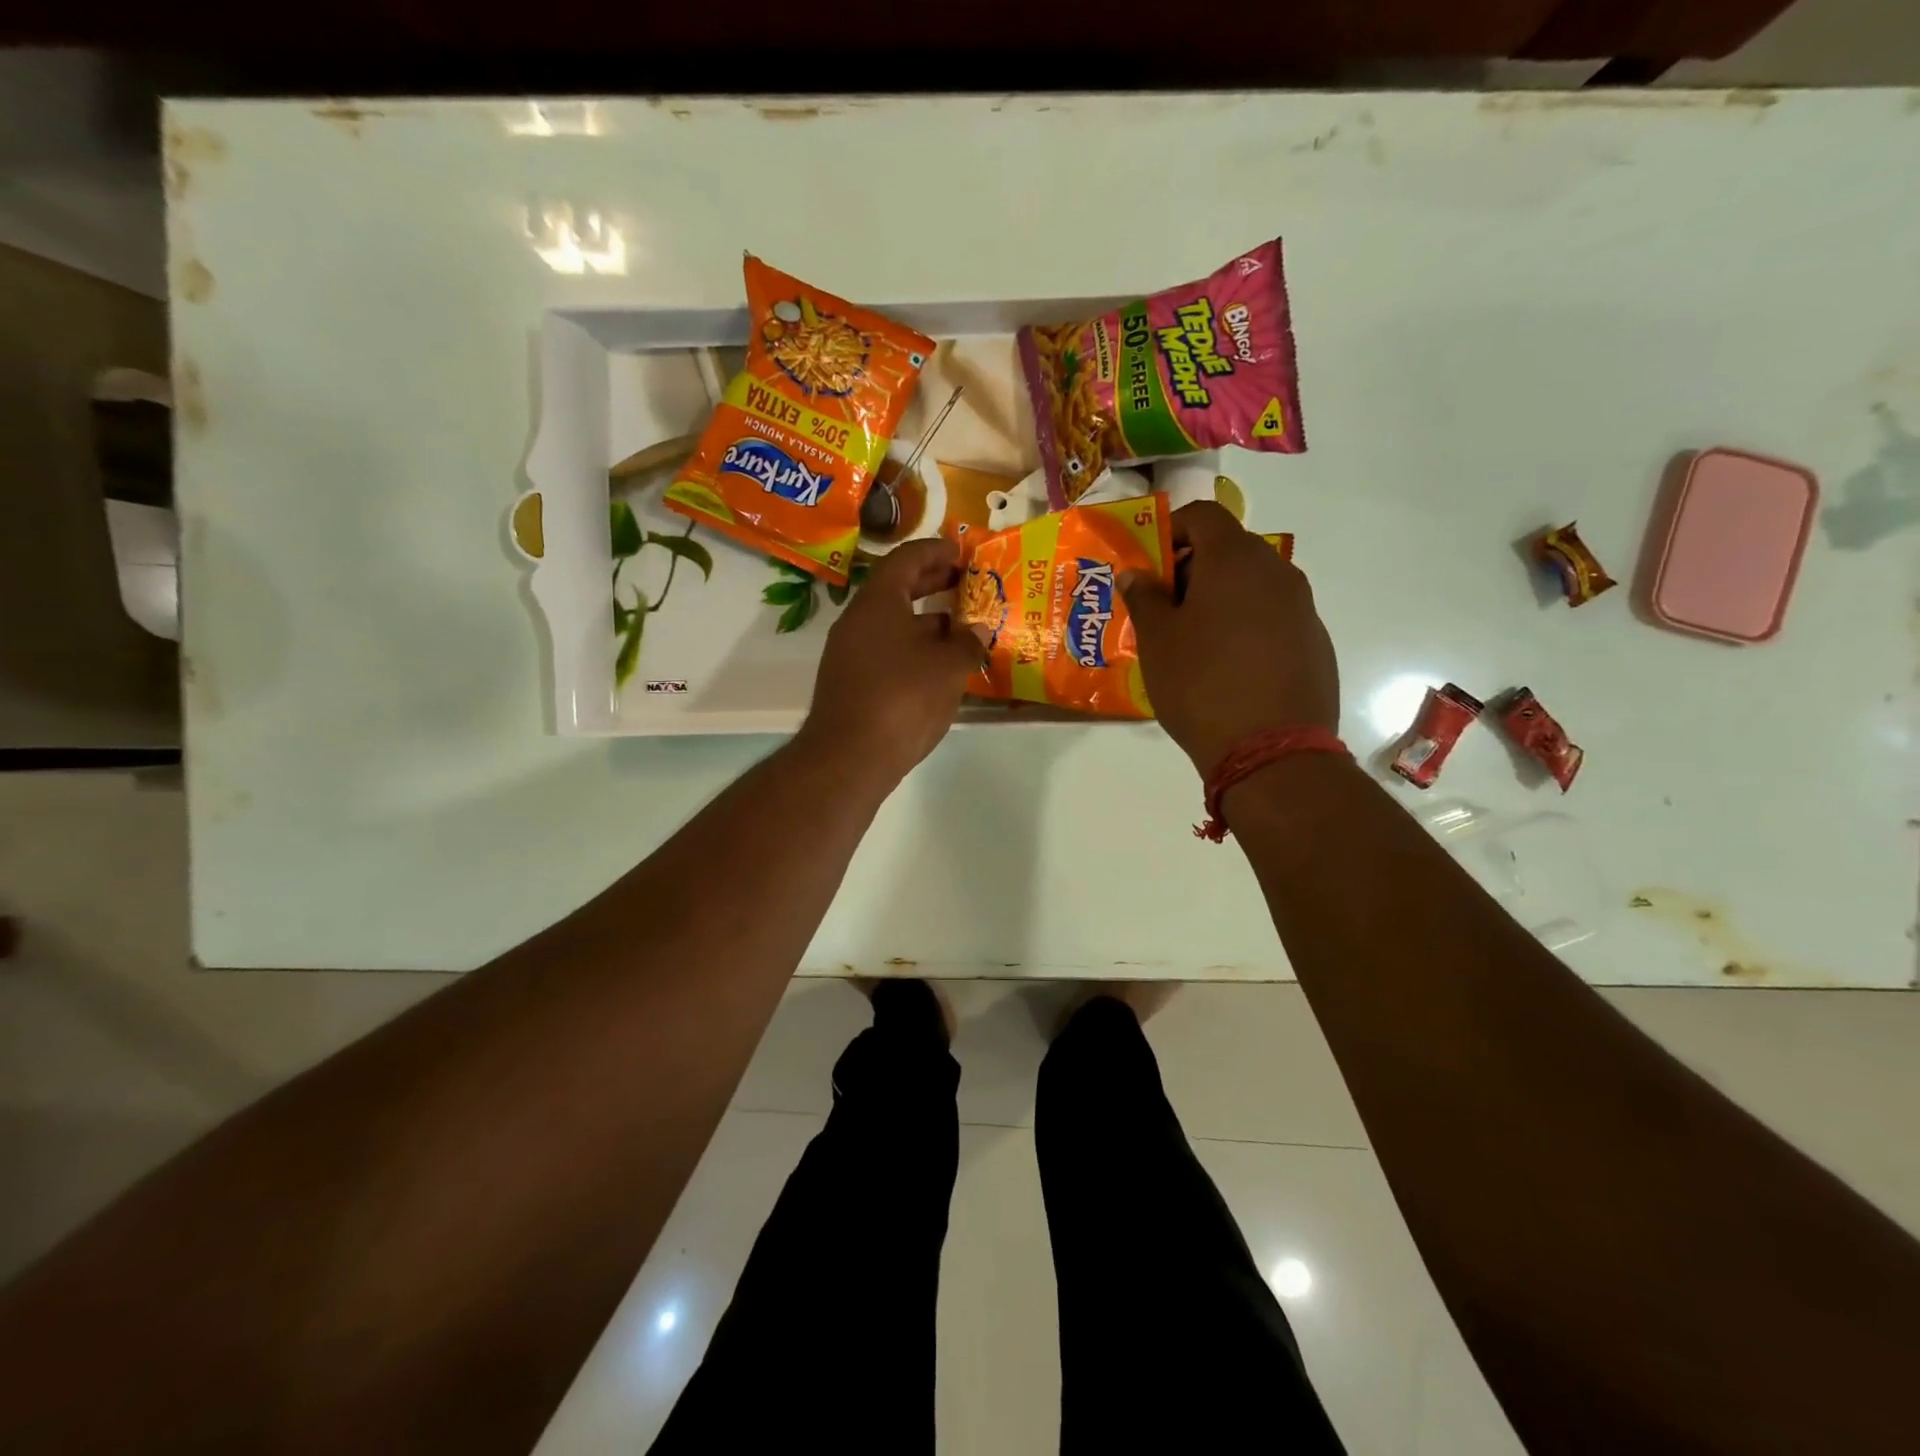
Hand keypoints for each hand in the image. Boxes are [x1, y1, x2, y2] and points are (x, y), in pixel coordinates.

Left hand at [800, 538, 988, 784]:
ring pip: (892, 624)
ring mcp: (850, 653)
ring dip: (926, 621)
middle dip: (932, 583)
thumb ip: (968, 642)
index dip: (936, 551)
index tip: (961, 552)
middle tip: (966, 583)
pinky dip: (914, 648)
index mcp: (878, 602)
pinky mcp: (852, 683)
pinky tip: (939, 667)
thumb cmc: (903, 698)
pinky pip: (886, 651)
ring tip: (962, 628)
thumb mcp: (948, 667)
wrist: (850, 757)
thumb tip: (979, 628)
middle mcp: (857, 621)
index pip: (906, 559)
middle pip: (896, 589)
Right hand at [1120, 501, 1339, 773]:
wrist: (1272, 751)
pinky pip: (1272, 617)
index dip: (1171, 531)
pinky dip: (1246, 626)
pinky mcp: (1315, 642)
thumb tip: (1136, 573)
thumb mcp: (1157, 641)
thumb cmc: (1201, 685)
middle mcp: (1276, 571)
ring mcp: (1303, 607)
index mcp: (1235, 560)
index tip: (1149, 566)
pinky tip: (1228, 668)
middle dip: (1191, 569)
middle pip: (1229, 549)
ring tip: (1192, 642)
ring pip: (1252, 585)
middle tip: (1163, 608)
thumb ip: (1144, 597)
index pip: (1203, 515)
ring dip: (1219, 599)